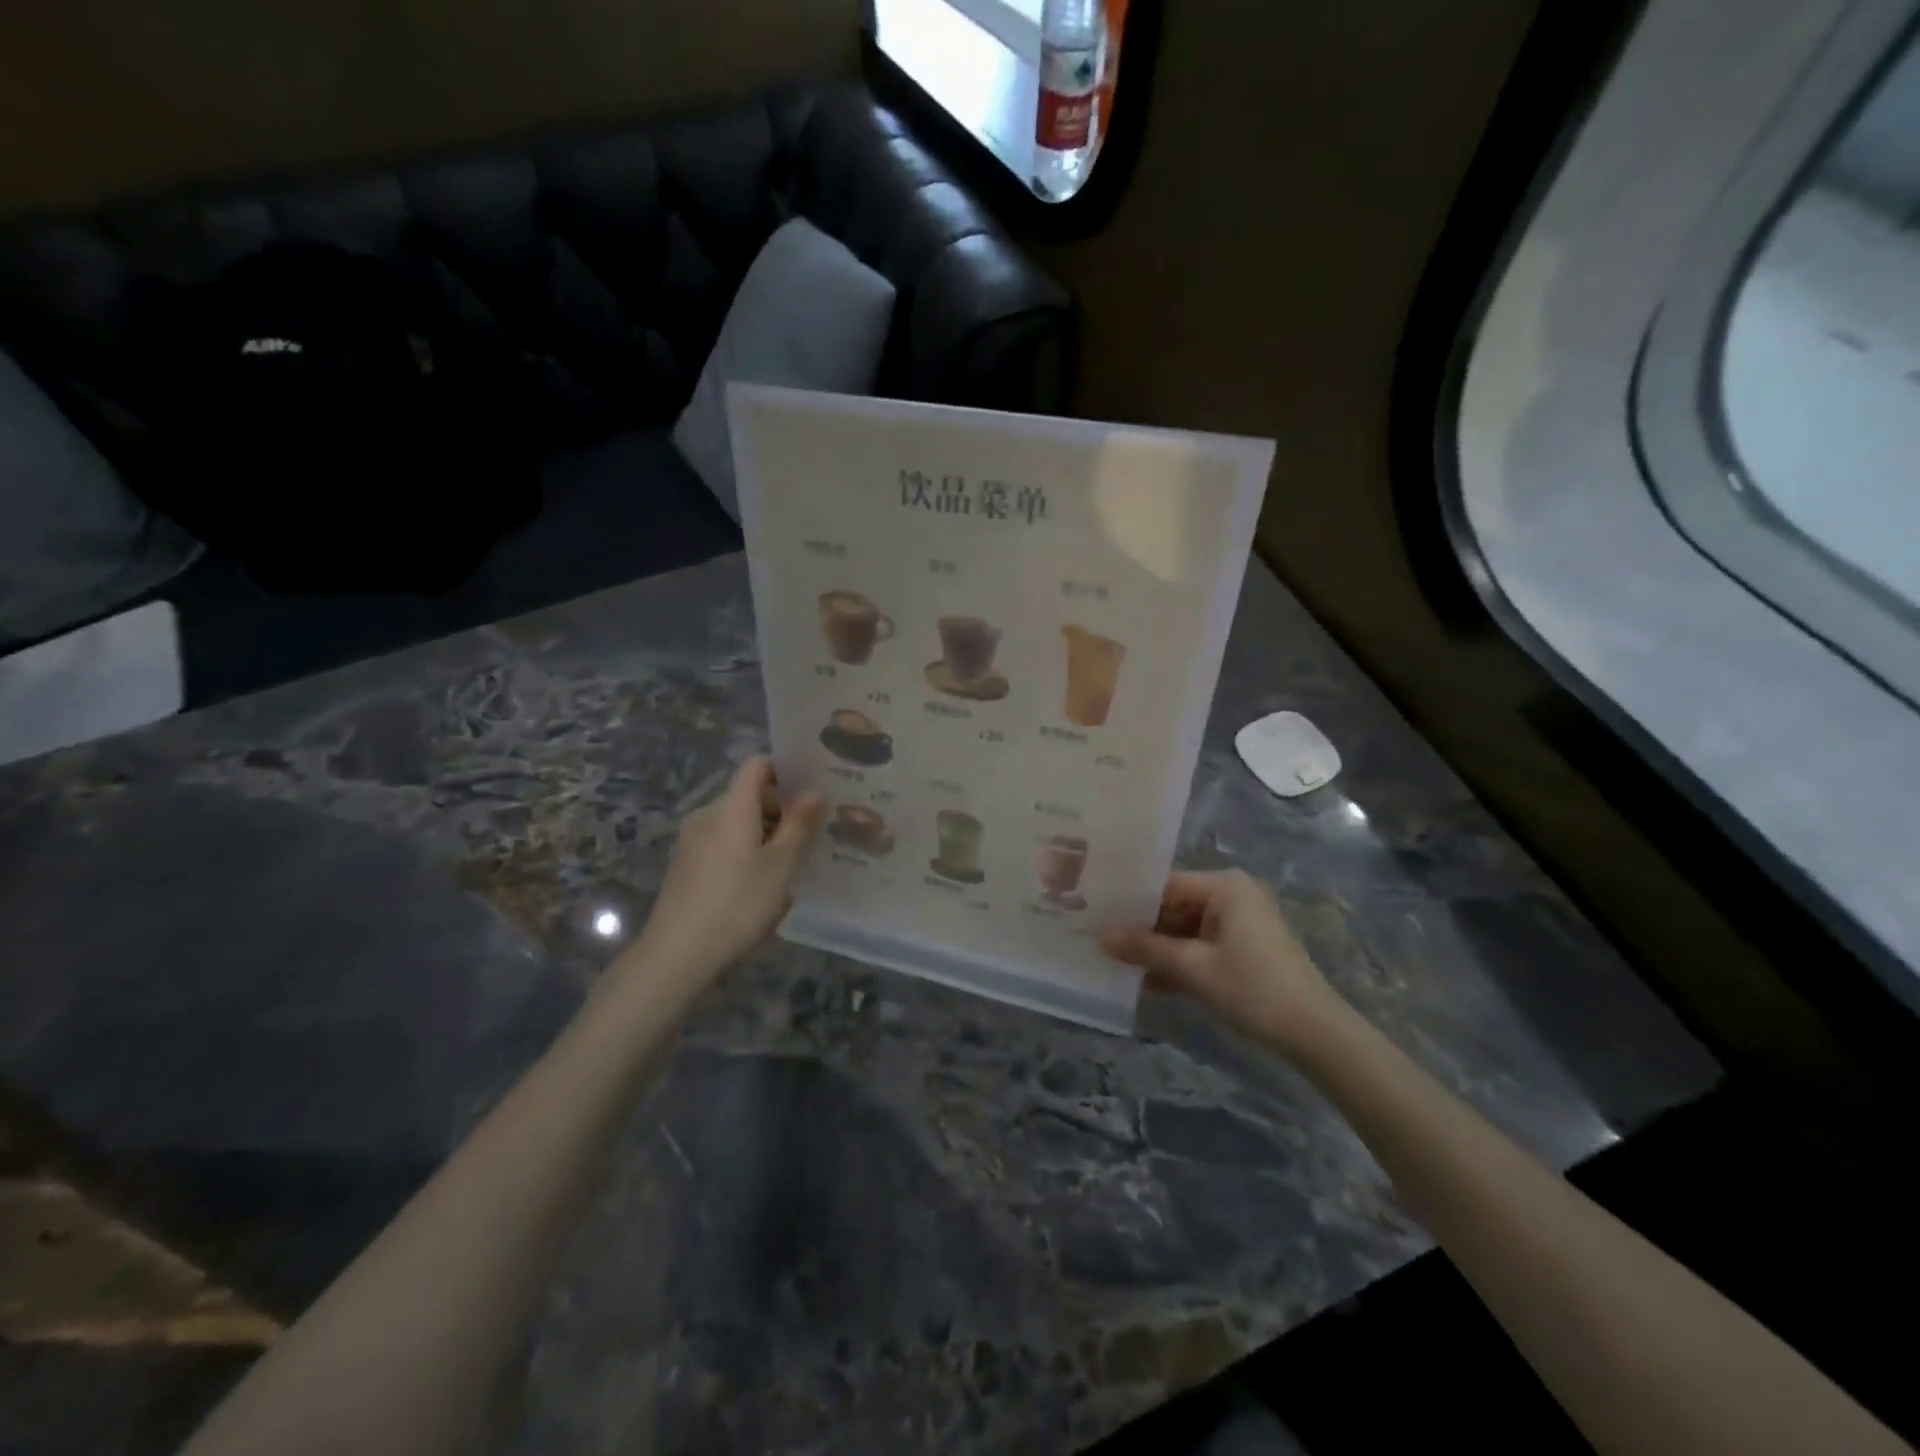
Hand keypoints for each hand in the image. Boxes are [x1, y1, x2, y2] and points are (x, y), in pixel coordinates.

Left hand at [627, 757, 823, 979]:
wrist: (676, 954)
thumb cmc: (737, 904)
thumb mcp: (780, 866)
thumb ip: (799, 825)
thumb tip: (814, 790)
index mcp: (732, 807)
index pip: (756, 765)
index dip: (784, 768)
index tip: (812, 787)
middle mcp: (708, 814)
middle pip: (747, 794)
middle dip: (780, 807)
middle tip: (812, 832)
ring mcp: (692, 840)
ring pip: (736, 821)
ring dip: (764, 832)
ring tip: (791, 861)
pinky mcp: (685, 864)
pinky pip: (722, 841)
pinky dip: (744, 849)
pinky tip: (759, 881)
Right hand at [1102, 870, 1344, 1057]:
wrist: (1315, 1034)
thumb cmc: (1253, 988)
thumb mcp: (1193, 968)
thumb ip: (1145, 949)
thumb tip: (1100, 936)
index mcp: (1225, 886)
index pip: (1165, 885)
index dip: (1130, 901)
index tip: (1095, 913)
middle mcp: (1232, 896)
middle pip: (1174, 907)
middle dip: (1141, 929)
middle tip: (1098, 938)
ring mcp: (1239, 924)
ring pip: (1184, 931)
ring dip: (1156, 950)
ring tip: (1113, 960)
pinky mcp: (1242, 950)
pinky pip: (1200, 948)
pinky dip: (1177, 963)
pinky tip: (1144, 981)